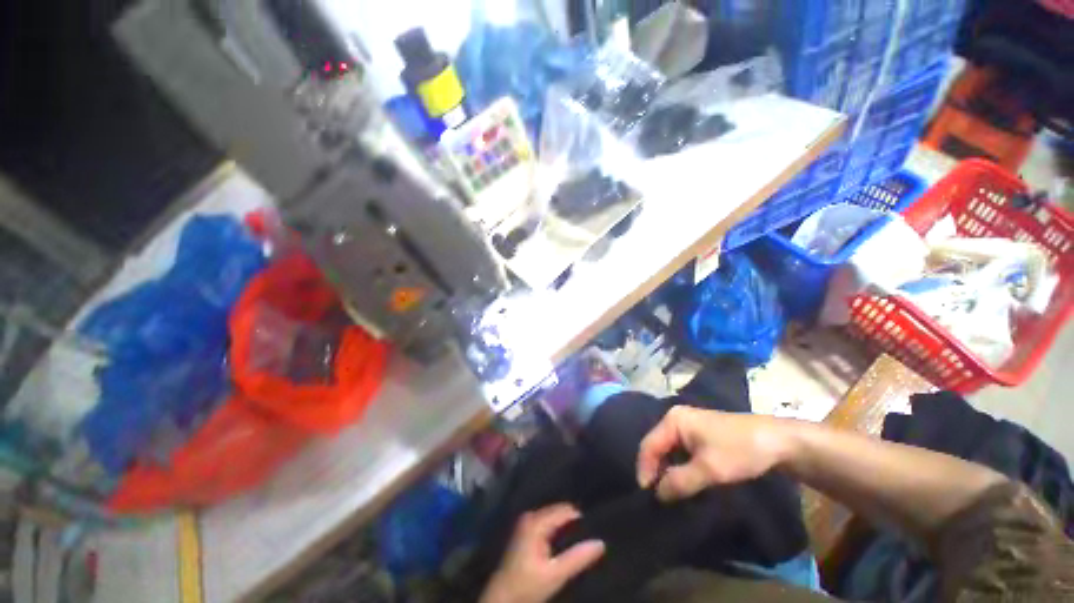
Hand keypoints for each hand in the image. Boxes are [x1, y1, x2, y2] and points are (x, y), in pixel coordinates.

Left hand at [480, 504, 605, 602]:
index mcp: (536, 521)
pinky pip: (548, 522)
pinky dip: (558, 529)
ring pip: (554, 517)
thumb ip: (577, 558)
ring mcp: (527, 522)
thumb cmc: (527, 586)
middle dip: (574, 521)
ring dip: (567, 526)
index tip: (598, 526)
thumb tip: (601, 543)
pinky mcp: (526, 530)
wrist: (501, 598)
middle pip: (559, 511)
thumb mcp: (555, 575)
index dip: (582, 518)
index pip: (565, 510)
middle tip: (593, 533)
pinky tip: (567, 541)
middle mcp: (531, 515)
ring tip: (584, 536)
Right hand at [637, 407, 790, 501]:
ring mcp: (688, 424)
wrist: (777, 441)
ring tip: (669, 491)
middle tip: (658, 496)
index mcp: (673, 420)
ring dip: (667, 470)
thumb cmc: (739, 451)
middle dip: (655, 470)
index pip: (649, 445)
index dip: (645, 469)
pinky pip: (680, 450)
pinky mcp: (699, 433)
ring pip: (668, 449)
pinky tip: (683, 480)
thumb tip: (658, 495)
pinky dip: (678, 466)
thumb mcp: (709, 470)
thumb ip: (680, 481)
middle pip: (656, 446)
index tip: (647, 495)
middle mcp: (676, 419)